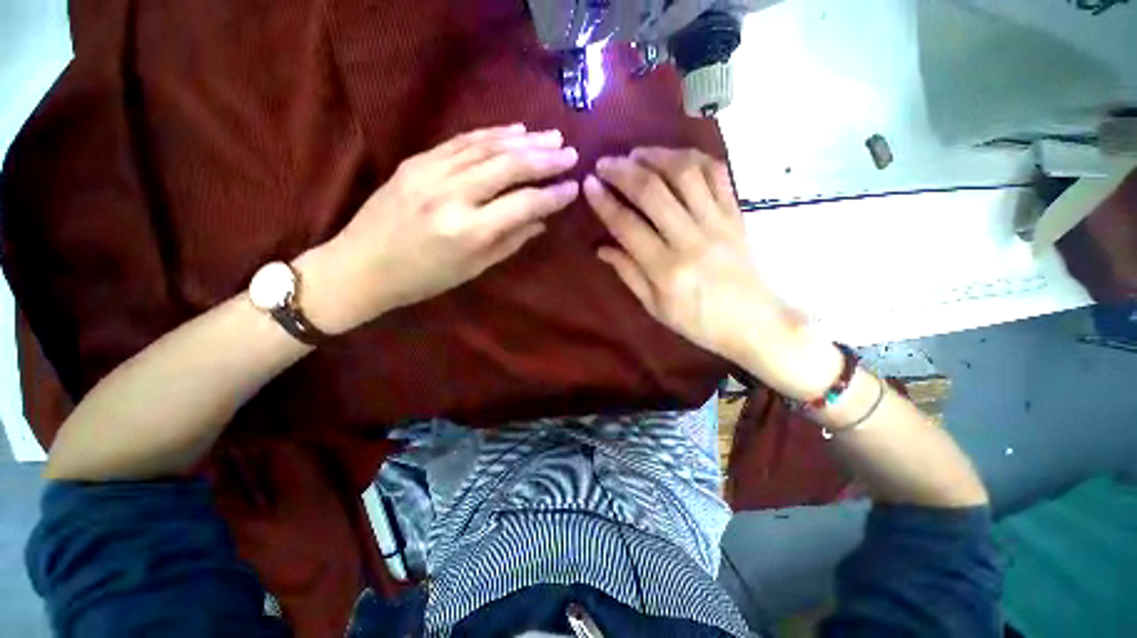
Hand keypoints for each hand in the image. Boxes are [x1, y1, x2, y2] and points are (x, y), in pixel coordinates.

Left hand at [297, 124, 579, 332]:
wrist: (360, 265)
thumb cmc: (423, 279)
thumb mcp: (473, 269)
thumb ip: (510, 242)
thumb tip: (541, 221)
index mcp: (469, 231)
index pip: (523, 204)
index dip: (552, 195)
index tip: (573, 188)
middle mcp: (452, 196)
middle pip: (508, 167)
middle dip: (544, 158)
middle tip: (570, 153)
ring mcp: (431, 172)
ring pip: (488, 147)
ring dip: (524, 140)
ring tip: (550, 138)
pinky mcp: (416, 160)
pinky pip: (462, 141)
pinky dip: (492, 134)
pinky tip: (514, 130)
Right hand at [584, 147, 839, 397]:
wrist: (755, 323)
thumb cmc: (699, 322)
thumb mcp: (656, 307)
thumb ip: (629, 273)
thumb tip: (602, 248)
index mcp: (666, 269)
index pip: (627, 225)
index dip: (604, 202)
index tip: (589, 184)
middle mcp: (691, 239)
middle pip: (653, 191)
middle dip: (623, 171)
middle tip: (605, 163)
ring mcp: (718, 223)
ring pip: (686, 173)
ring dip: (657, 156)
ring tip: (637, 154)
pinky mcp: (736, 214)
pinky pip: (717, 175)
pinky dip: (695, 158)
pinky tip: (676, 157)